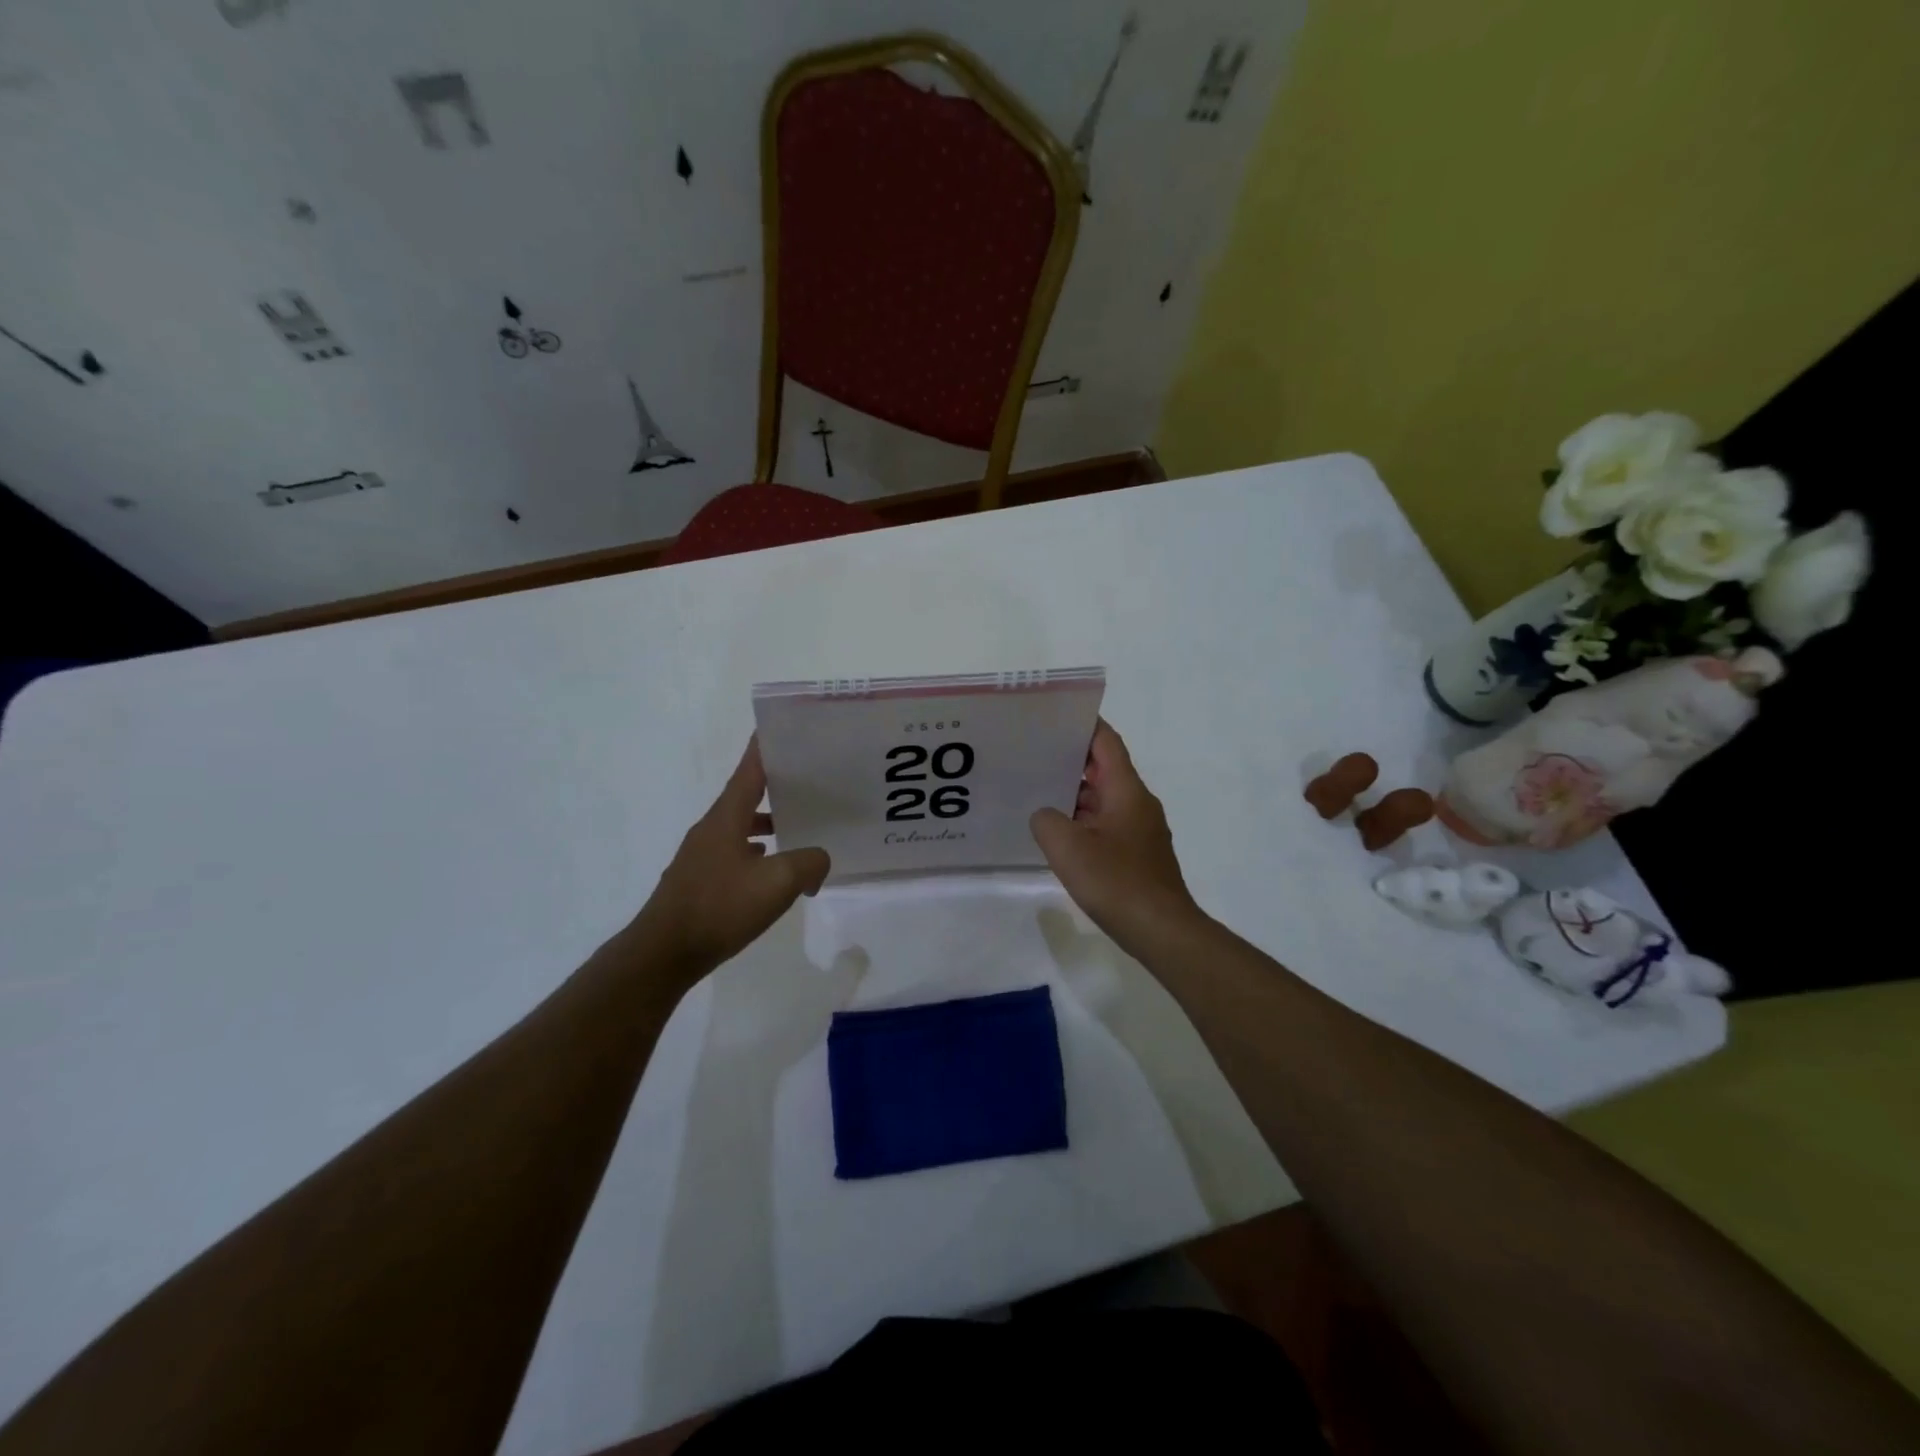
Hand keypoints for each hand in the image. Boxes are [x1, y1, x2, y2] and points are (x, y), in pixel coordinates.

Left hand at [632, 738, 829, 983]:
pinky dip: (757, 851)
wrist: (663, 954)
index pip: (749, 769)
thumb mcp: (778, 883)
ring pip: (741, 825)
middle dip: (776, 784)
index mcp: (726, 817)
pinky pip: (735, 852)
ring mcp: (702, 854)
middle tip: (810, 779)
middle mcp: (711, 828)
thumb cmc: (719, 908)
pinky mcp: (700, 880)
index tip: (784, 727)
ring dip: (768, 821)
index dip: (766, 746)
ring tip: (799, 826)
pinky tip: (772, 867)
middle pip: (747, 795)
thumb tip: (819, 860)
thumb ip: (809, 862)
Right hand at [1030, 720, 1205, 953]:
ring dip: (1074, 796)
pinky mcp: (1138, 855)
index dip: (1084, 725)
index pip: (1106, 743)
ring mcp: (1140, 830)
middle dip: (1070, 761)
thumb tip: (1045, 815)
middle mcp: (1138, 803)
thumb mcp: (1067, 847)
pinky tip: (1059, 835)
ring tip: (1037, 793)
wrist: (1161, 930)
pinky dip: (1083, 822)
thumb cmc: (1116, 881)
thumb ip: (1046, 820)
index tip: (1055, 716)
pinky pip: (1107, 825)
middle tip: (1032, 755)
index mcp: (1126, 790)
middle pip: (1104, 770)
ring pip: (1104, 800)